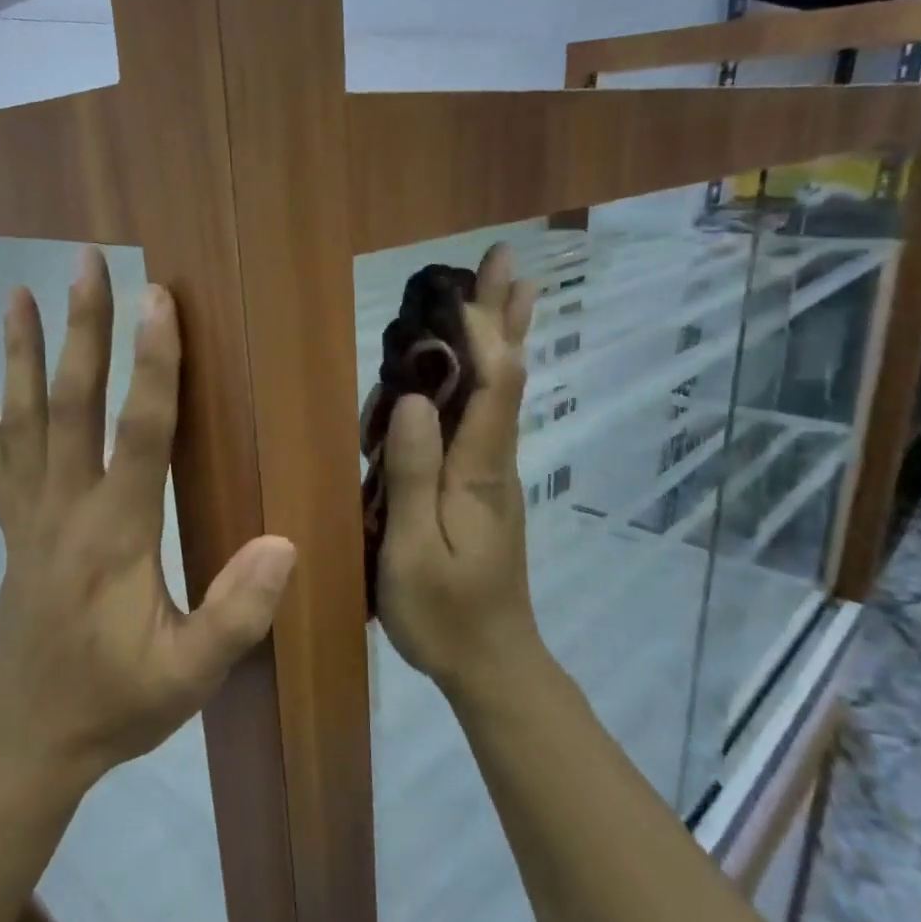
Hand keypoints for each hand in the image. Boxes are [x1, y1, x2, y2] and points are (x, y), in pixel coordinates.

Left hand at [0, 250, 295, 783]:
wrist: (31, 740)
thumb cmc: (118, 705)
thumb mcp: (190, 674)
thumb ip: (237, 612)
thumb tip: (282, 543)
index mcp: (117, 535)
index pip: (139, 433)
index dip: (152, 365)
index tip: (157, 300)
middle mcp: (67, 512)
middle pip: (71, 405)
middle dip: (81, 331)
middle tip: (84, 265)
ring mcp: (31, 520)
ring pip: (24, 422)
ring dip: (20, 355)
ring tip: (16, 293)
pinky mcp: (14, 535)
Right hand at [377, 244, 544, 695]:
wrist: (493, 663)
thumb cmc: (445, 614)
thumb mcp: (412, 550)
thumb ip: (413, 476)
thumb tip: (415, 400)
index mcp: (479, 471)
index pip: (494, 385)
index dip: (482, 332)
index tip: (461, 286)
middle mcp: (495, 461)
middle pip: (507, 376)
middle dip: (504, 316)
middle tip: (507, 258)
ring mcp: (493, 475)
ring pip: (501, 393)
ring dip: (502, 338)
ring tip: (508, 289)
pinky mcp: (484, 490)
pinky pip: (487, 417)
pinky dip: (485, 376)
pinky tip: (477, 368)